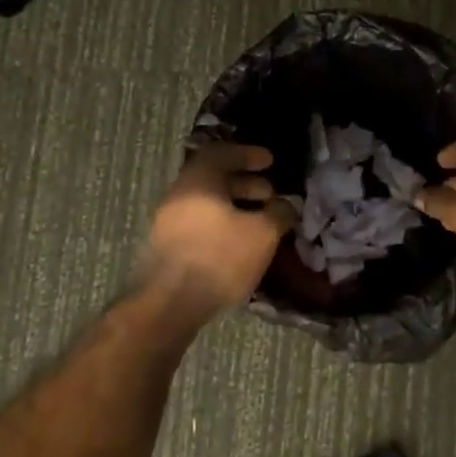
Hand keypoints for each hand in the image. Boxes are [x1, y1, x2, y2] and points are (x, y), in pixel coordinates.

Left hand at [144, 143, 294, 313]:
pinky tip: (241, 243)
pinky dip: (222, 225)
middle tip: (270, 194)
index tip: (270, 161)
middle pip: (213, 179)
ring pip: (206, 204)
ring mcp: (168, 222)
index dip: (248, 154)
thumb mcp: (262, 233)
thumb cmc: (220, 256)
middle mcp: (178, 195)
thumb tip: (288, 203)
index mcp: (198, 180)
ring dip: (235, 207)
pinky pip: (199, 224)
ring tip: (260, 221)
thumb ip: (279, 212)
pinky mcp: (167, 248)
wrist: (171, 303)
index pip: (222, 153)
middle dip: (245, 184)